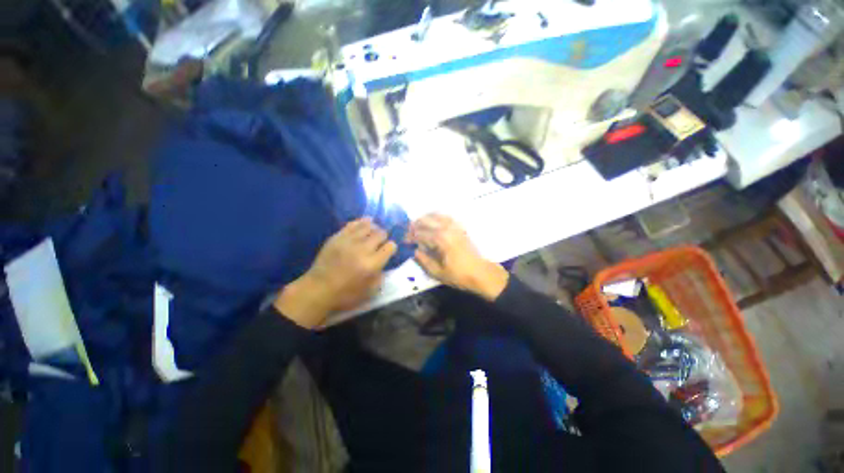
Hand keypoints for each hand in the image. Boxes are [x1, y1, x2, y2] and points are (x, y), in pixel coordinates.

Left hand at [274, 218, 396, 328]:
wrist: (318, 289)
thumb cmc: (346, 294)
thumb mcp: (370, 292)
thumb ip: (381, 276)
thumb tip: (383, 263)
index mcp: (372, 264)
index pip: (390, 246)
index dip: (392, 247)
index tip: (389, 250)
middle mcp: (362, 249)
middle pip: (381, 233)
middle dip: (384, 237)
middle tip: (380, 242)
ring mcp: (349, 241)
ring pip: (368, 226)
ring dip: (374, 229)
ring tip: (373, 233)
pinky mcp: (337, 237)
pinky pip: (353, 224)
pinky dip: (361, 223)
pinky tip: (364, 225)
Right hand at [408, 214, 507, 300]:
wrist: (481, 273)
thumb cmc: (459, 275)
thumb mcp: (438, 272)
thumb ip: (424, 261)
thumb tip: (415, 251)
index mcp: (440, 239)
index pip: (420, 234)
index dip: (410, 236)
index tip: (404, 241)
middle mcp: (447, 229)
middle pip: (427, 220)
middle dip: (415, 225)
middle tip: (408, 231)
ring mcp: (455, 227)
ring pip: (437, 216)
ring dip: (425, 218)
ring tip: (418, 224)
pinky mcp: (460, 228)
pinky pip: (447, 217)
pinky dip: (437, 216)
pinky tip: (433, 221)